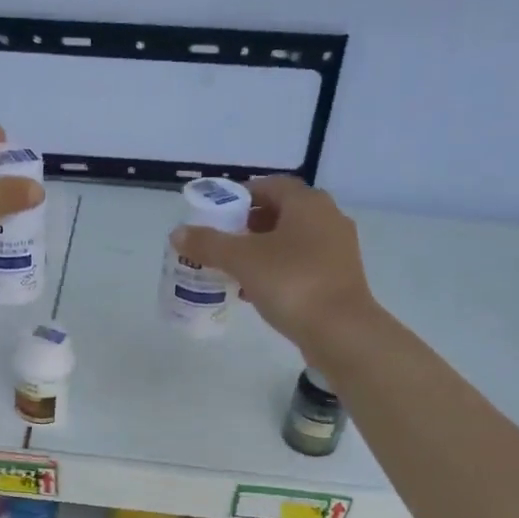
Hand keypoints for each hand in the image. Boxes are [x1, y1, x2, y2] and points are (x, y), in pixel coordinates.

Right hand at [169, 176, 379, 356]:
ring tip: (232, 268)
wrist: (340, 331)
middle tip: (222, 240)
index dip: (241, 195)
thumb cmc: (291, 283)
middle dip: (248, 225)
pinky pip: (301, 264)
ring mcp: (337, 250)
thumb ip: (208, 244)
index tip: (217, 212)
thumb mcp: (242, 260)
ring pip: (291, 241)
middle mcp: (328, 219)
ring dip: (262, 250)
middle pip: (281, 213)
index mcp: (308, 204)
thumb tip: (178, 233)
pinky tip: (254, 291)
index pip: (270, 186)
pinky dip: (276, 270)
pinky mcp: (338, 278)